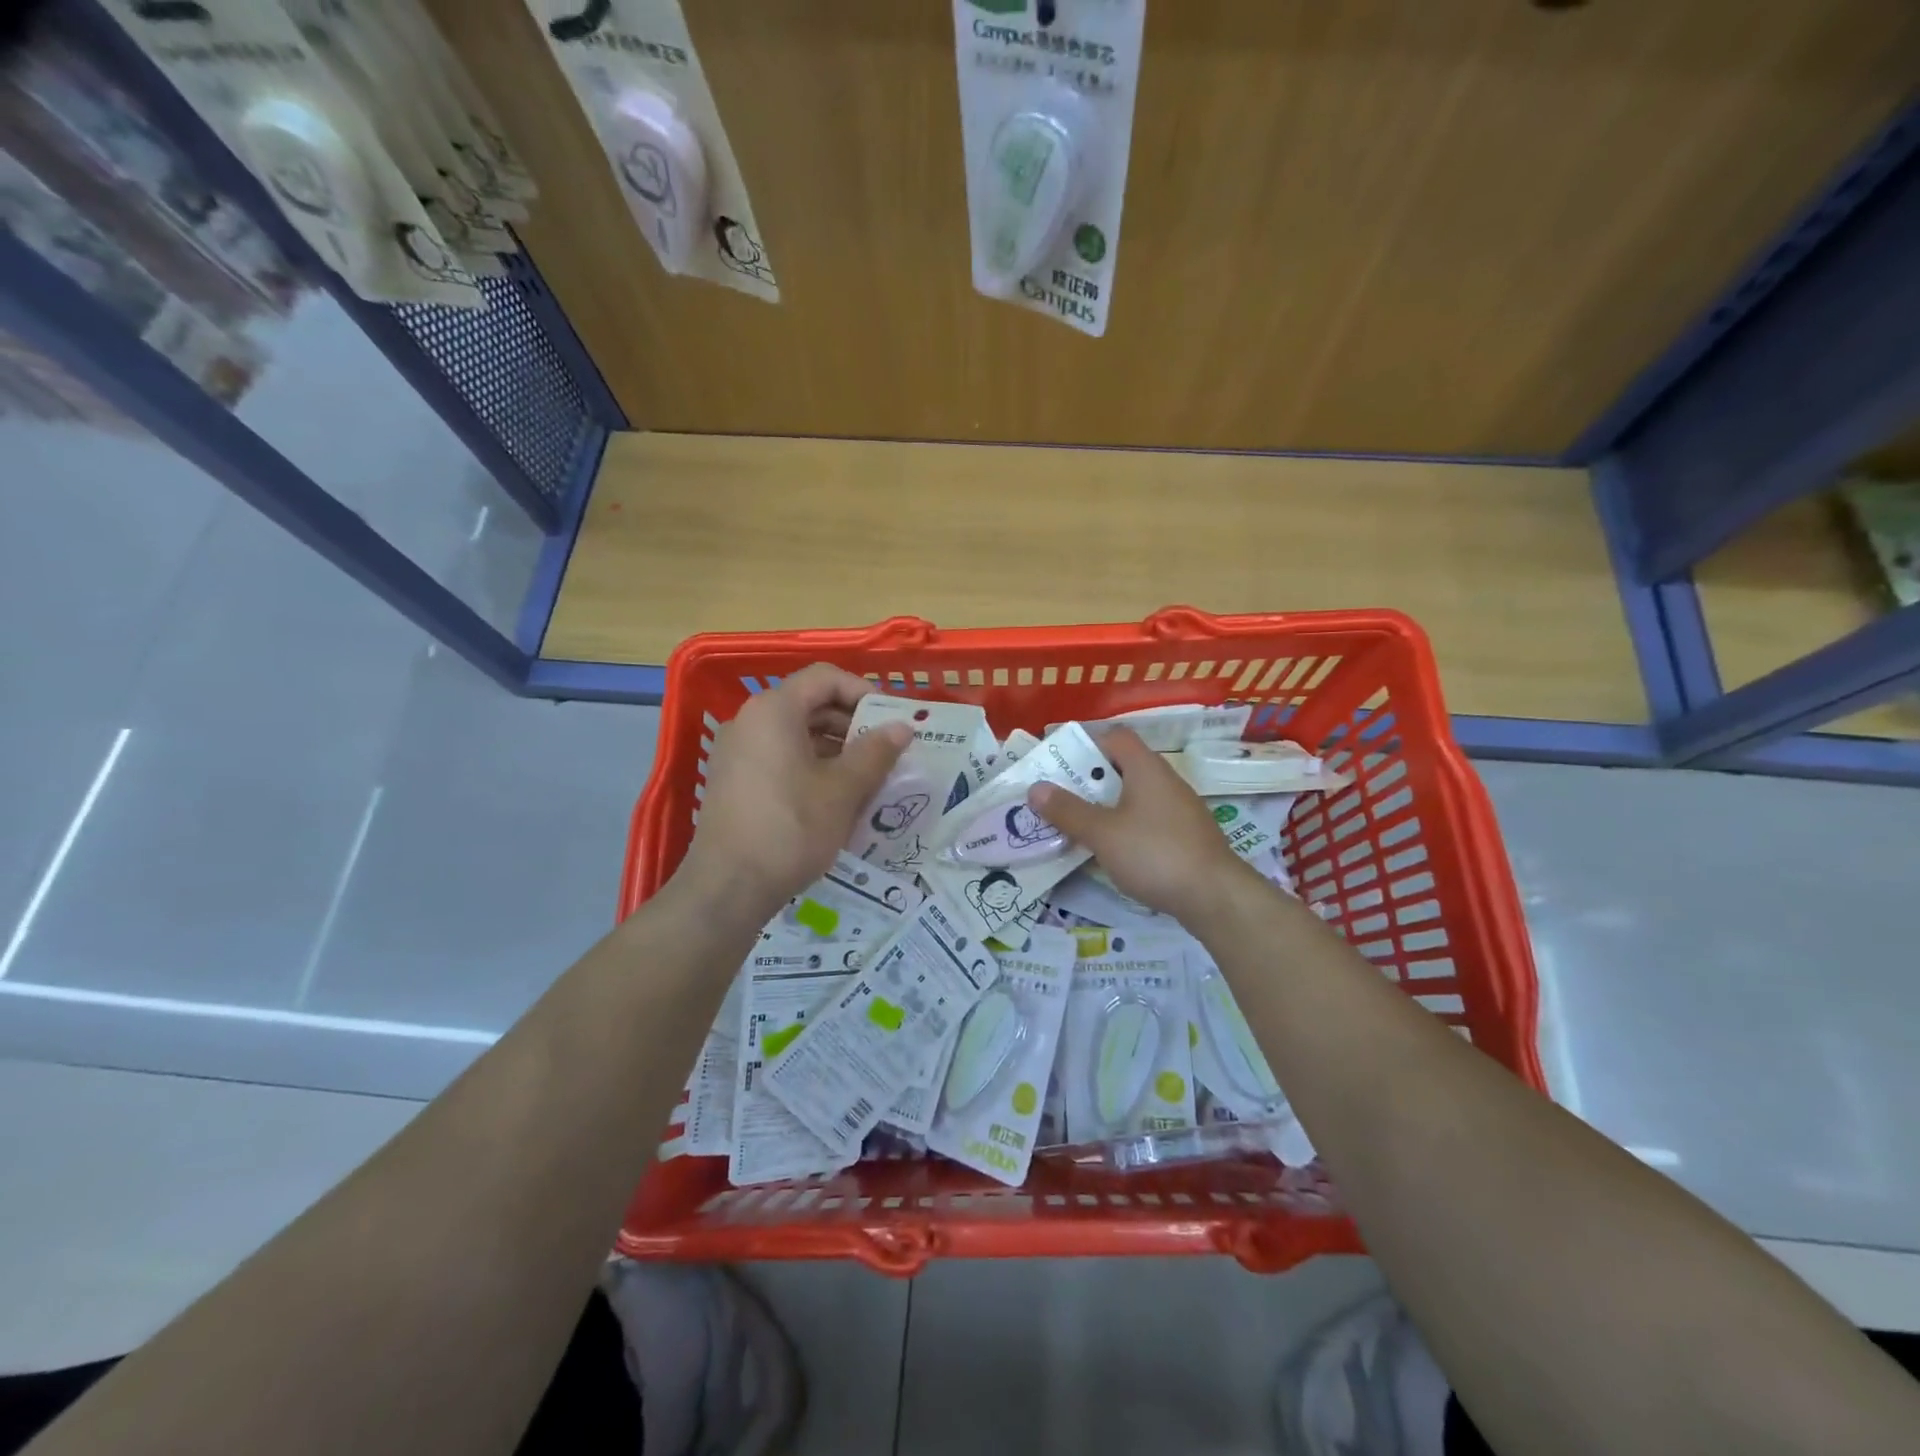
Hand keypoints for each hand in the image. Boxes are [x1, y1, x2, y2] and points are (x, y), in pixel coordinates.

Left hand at [675, 664, 910, 917]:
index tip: (891, 719)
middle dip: (852, 723)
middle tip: (886, 750)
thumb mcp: (843, 790)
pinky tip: (836, 797)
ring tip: (868, 776)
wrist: (728, 887)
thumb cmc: (791, 828)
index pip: (825, 678)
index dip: (863, 691)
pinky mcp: (734, 780)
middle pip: (810, 704)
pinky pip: (780, 757)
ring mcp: (737, 752)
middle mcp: (750, 721)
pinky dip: (811, 766)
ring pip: (796, 734)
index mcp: (774, 710)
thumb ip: (875, 752)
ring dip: (835, 748)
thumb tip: (902, 727)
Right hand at [1028, 728, 1256, 923]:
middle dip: (1089, 782)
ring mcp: (1179, 810)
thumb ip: (1068, 810)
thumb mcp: (1102, 833)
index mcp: (1146, 768)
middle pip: (1123, 767)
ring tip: (1078, 826)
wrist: (1216, 897)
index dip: (1087, 745)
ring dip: (1106, 807)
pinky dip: (1126, 828)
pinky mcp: (1186, 837)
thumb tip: (1035, 788)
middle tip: (1060, 799)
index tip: (1060, 766)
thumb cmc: (1155, 854)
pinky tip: (1112, 852)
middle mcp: (1166, 781)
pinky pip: (1148, 821)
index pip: (1116, 737)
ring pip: (1135, 797)